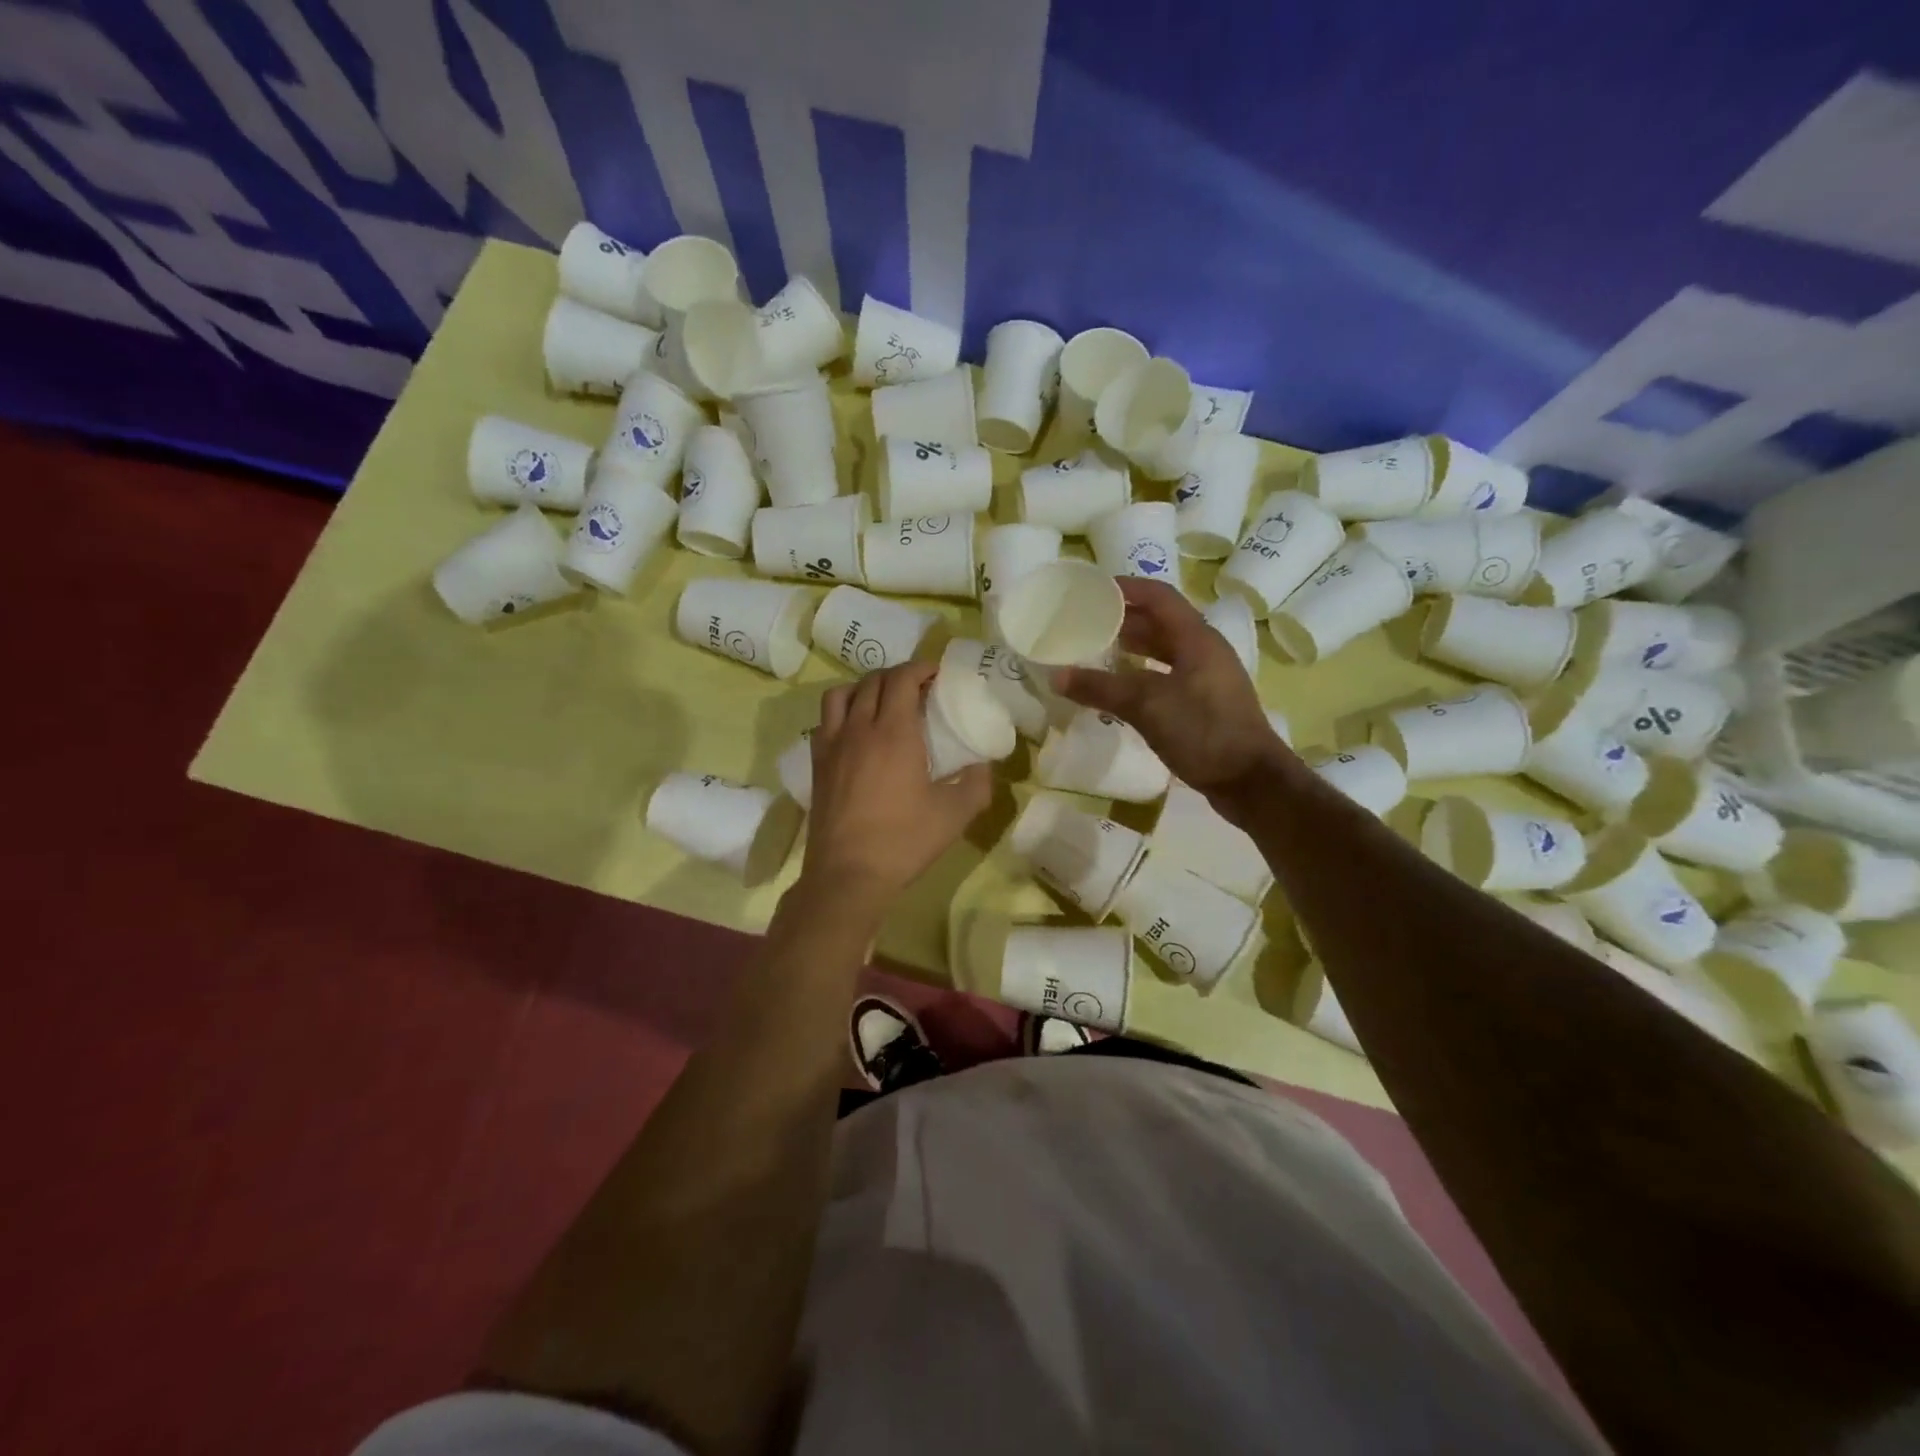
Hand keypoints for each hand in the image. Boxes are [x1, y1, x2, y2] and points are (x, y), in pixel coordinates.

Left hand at [800, 662, 992, 913]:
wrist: (848, 875)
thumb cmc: (904, 841)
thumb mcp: (955, 814)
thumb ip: (977, 783)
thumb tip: (983, 765)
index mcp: (894, 732)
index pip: (902, 678)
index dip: (920, 668)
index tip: (936, 674)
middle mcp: (859, 728)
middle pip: (873, 681)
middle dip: (897, 675)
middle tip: (918, 688)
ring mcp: (832, 745)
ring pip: (841, 694)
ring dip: (865, 688)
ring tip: (882, 703)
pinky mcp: (817, 764)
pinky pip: (824, 720)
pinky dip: (842, 712)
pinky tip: (856, 733)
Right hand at [1053, 579, 1289, 807]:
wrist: (1250, 781)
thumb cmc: (1203, 731)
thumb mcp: (1146, 705)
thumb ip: (1100, 688)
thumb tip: (1056, 676)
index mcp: (1196, 638)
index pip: (1159, 596)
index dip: (1126, 588)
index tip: (1091, 590)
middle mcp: (1203, 651)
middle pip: (1160, 622)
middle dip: (1123, 619)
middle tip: (1084, 622)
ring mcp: (1206, 679)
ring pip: (1163, 651)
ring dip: (1131, 648)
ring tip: (1095, 651)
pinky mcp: (1204, 705)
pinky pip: (1166, 677)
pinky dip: (1140, 675)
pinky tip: (1118, 690)